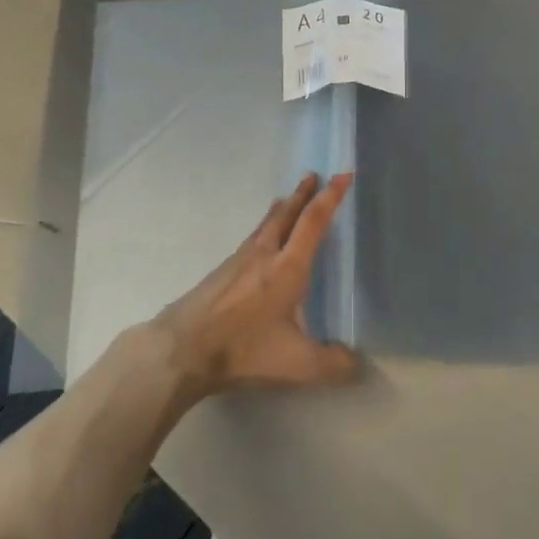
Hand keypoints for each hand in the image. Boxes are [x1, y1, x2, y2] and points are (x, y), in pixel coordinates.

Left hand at [152, 173, 359, 401]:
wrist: (182, 348)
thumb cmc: (243, 348)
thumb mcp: (296, 363)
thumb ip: (332, 364)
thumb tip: (356, 363)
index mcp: (288, 267)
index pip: (314, 221)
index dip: (331, 196)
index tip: (343, 174)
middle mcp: (265, 254)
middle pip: (288, 214)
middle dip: (303, 193)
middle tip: (314, 174)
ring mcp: (240, 260)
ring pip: (266, 224)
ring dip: (282, 208)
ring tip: (288, 197)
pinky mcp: (222, 271)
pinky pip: (251, 237)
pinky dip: (264, 227)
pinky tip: (260, 238)